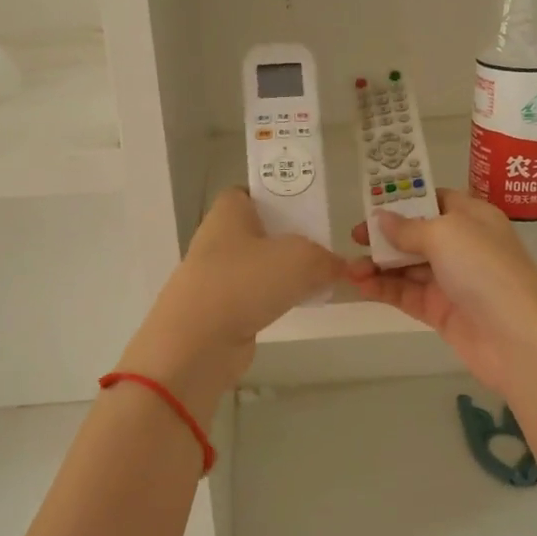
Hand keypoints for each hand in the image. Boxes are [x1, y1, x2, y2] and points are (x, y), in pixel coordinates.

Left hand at [120, 188, 346, 416]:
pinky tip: (297, 307)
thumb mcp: (301, 259)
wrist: (198, 343)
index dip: (276, 197)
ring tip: (319, 280)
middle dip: (289, 239)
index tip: (306, 210)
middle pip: (259, 231)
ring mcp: (216, 277)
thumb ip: (326, 259)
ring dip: (284, 274)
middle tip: (323, 248)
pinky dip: (274, 301)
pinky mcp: (220, 311)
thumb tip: (338, 267)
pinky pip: (254, 297)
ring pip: (258, 267)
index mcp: (228, 213)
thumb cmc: (246, 282)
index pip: (249, 193)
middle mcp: (218, 240)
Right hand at [350, 189, 536, 395]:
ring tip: (350, 269)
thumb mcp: (446, 234)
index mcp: (472, 217)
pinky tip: (360, 286)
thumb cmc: (485, 270)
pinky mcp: (440, 311)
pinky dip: (383, 289)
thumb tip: (381, 219)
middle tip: (353, 239)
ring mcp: (451, 280)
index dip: (404, 200)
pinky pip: (406, 294)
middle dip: (384, 236)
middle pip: (416, 234)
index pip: (434, 200)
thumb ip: (408, 228)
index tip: (371, 205)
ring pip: (407, 267)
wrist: (518, 339)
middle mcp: (462, 246)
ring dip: (378, 265)